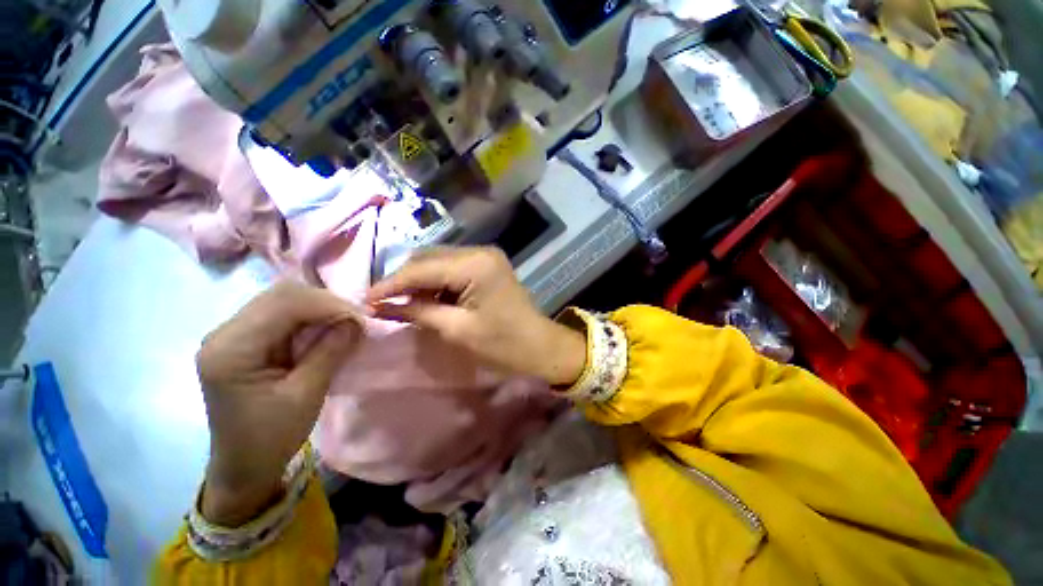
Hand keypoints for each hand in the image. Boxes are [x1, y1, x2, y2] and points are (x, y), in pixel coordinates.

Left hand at [196, 281, 363, 525]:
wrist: (243, 465)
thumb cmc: (271, 437)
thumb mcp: (306, 395)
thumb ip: (330, 352)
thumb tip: (358, 320)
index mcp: (231, 349)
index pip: (284, 303)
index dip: (328, 304)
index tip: (362, 317)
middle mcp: (224, 333)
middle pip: (281, 295)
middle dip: (326, 302)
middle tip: (356, 319)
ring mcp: (231, 334)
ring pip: (283, 300)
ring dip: (319, 308)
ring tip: (345, 323)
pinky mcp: (244, 339)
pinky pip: (282, 314)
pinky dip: (310, 317)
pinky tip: (326, 329)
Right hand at [366, 247, 585, 386]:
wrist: (540, 346)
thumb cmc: (503, 344)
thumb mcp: (456, 330)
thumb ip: (417, 312)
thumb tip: (379, 305)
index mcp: (474, 264)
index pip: (421, 269)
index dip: (390, 284)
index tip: (364, 300)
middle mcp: (479, 251)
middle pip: (428, 259)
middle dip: (403, 281)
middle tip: (382, 303)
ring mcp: (484, 257)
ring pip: (438, 263)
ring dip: (418, 282)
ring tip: (400, 304)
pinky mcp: (486, 266)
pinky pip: (452, 269)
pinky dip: (436, 284)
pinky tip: (426, 299)